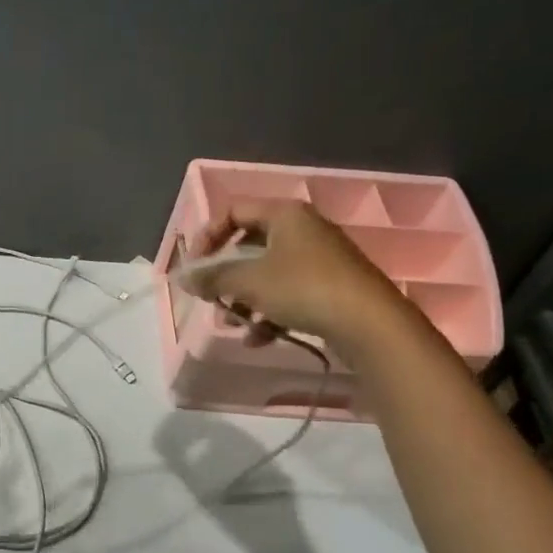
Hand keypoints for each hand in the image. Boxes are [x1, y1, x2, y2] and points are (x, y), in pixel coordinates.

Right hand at [183, 199, 410, 351]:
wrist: (369, 323)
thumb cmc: (303, 289)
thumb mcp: (248, 281)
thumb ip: (212, 277)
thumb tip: (182, 277)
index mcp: (284, 214)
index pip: (234, 212)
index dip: (207, 237)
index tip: (195, 267)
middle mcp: (302, 230)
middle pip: (249, 246)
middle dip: (225, 276)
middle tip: (210, 297)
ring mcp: (318, 259)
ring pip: (266, 275)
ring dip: (243, 300)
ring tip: (233, 323)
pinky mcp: (329, 288)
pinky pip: (287, 294)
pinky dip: (268, 314)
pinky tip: (258, 339)